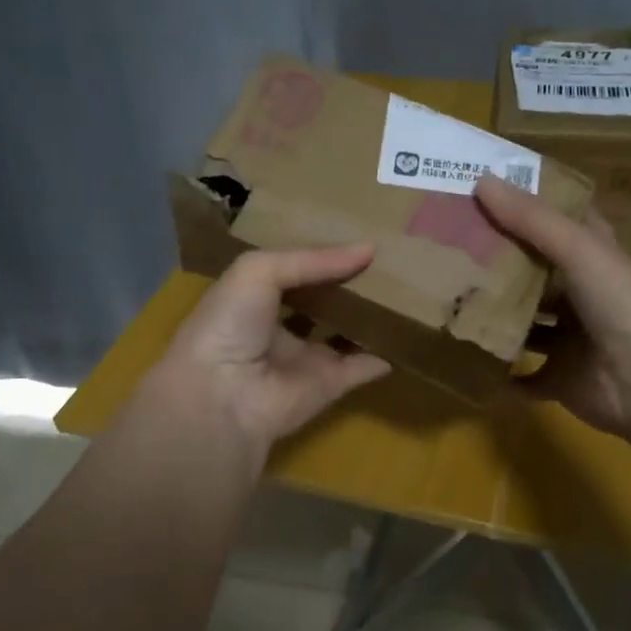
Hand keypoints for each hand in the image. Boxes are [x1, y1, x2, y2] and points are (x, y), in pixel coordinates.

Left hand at [151, 246, 391, 456]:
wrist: (223, 396)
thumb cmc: (230, 323)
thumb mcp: (259, 271)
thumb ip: (312, 259)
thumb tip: (368, 248)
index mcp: (253, 298)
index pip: (291, 270)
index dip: (318, 254)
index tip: (352, 234)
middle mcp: (278, 328)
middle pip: (320, 302)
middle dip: (347, 284)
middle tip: (386, 260)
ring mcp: (305, 359)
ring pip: (343, 334)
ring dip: (368, 318)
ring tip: (403, 291)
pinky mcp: (328, 386)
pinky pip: (362, 368)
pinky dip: (383, 357)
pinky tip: (407, 336)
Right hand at [474, 175, 630, 439]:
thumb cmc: (622, 305)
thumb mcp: (579, 249)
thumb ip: (532, 219)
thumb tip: (481, 180)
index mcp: (596, 260)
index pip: (563, 225)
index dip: (532, 209)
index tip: (488, 195)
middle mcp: (584, 297)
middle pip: (537, 275)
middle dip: (499, 265)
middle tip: (450, 249)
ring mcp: (571, 342)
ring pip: (526, 326)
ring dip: (495, 319)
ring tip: (448, 303)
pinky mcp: (560, 380)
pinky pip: (522, 378)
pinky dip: (499, 375)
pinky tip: (465, 360)